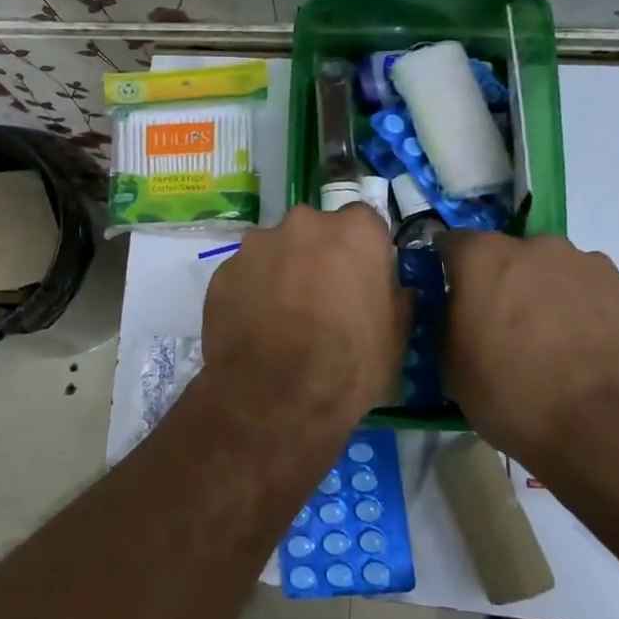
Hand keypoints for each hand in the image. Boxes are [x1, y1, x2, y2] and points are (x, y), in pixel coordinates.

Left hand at [199, 204, 408, 452]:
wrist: (276, 396)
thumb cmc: (349, 364)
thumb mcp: (396, 335)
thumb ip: (393, 296)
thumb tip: (391, 288)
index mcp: (354, 231)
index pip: (363, 223)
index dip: (361, 252)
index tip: (358, 279)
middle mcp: (304, 223)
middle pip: (313, 232)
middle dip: (316, 256)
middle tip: (318, 299)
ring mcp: (257, 244)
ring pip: (274, 251)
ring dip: (279, 272)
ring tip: (280, 318)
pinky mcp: (222, 271)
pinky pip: (243, 276)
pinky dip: (249, 293)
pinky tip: (253, 328)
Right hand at [439, 232, 618, 472]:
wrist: (606, 426)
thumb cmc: (511, 394)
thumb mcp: (452, 367)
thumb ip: (448, 326)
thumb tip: (456, 316)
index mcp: (483, 258)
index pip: (452, 243)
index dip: (448, 268)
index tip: (451, 295)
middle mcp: (536, 247)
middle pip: (510, 255)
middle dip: (503, 282)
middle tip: (504, 326)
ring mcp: (590, 265)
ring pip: (556, 271)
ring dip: (548, 294)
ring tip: (554, 342)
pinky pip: (596, 293)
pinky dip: (588, 312)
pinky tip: (589, 351)